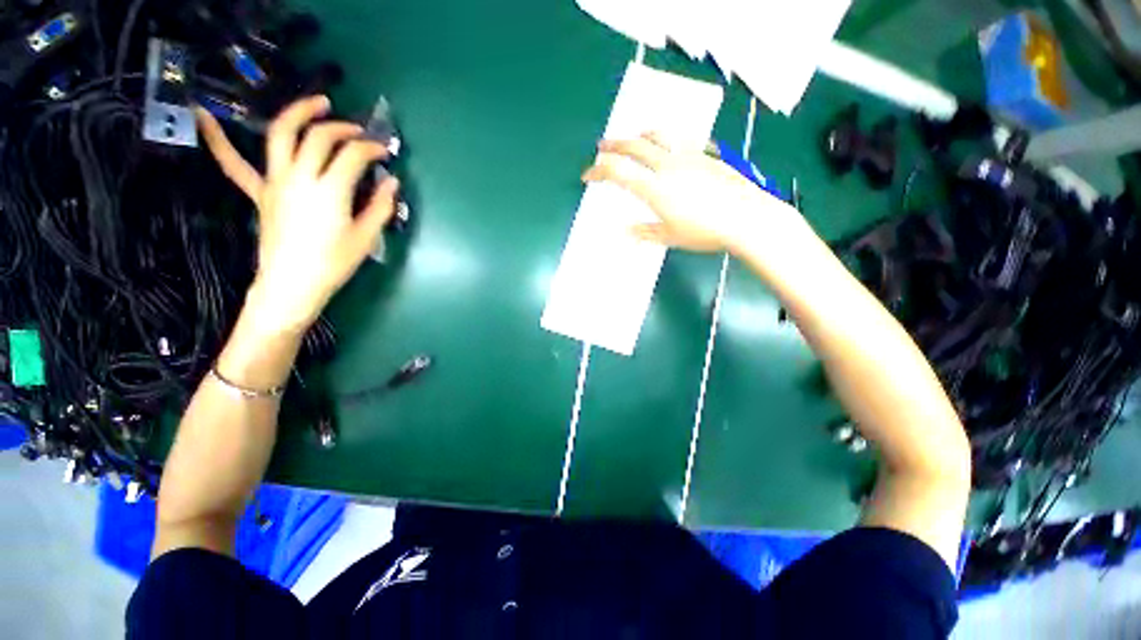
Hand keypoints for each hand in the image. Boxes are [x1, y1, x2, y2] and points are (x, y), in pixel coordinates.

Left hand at [197, 96, 398, 332]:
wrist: (292, 284)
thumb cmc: (333, 263)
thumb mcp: (366, 237)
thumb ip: (380, 207)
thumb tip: (391, 182)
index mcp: (330, 190)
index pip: (353, 155)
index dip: (372, 148)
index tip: (385, 152)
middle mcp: (300, 176)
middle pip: (319, 136)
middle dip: (343, 128)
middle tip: (358, 131)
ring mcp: (275, 181)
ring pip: (281, 134)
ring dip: (298, 112)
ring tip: (317, 103)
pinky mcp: (259, 192)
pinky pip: (233, 163)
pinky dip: (217, 139)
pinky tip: (201, 115)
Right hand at [582, 133, 790, 253]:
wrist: (746, 218)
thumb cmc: (705, 232)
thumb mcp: (671, 237)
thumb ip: (646, 232)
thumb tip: (626, 231)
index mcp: (655, 188)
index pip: (618, 173)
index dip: (598, 171)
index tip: (587, 175)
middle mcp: (668, 166)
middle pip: (634, 146)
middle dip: (613, 146)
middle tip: (602, 147)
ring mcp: (689, 157)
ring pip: (659, 136)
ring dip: (640, 136)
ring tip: (634, 138)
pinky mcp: (706, 155)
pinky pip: (682, 140)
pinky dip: (669, 141)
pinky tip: (671, 146)